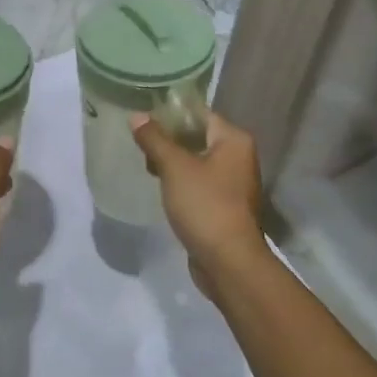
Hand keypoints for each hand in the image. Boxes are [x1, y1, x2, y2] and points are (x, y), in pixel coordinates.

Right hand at [131, 109, 268, 294]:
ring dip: (173, 163)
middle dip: (169, 140)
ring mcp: (234, 184)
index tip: (144, 118)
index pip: (199, 114)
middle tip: (140, 144)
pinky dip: (182, 183)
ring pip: (197, 162)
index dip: (171, 114)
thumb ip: (155, 139)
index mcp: (234, 140)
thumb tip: (137, 116)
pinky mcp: (225, 206)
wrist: (228, 262)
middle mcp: (239, 157)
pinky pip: (200, 184)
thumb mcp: (174, 167)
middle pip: (198, 137)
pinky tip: (161, 188)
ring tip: (146, 165)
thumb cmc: (205, 205)